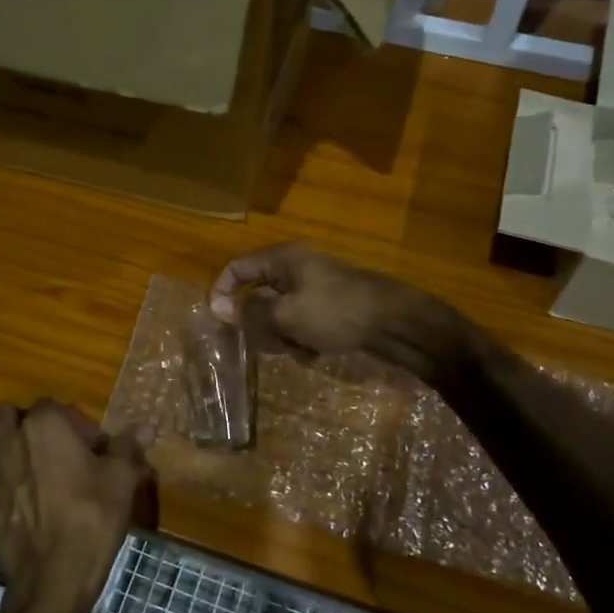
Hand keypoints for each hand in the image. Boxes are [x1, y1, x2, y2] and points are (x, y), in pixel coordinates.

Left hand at [0, 401, 154, 612]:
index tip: (91, 453)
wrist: (51, 578)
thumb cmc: (91, 519)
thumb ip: (128, 446)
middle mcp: (7, 436)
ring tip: (24, 469)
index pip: (56, 407)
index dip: (75, 427)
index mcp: (45, 422)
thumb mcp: (121, 480)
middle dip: (29, 428)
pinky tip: (0, 492)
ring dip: (0, 445)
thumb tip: (147, 424)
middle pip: (11, 416)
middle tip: (55, 456)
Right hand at [209, 242, 459, 378]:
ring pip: (279, 314)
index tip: (220, 323)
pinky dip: (302, 339)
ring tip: (300, 350)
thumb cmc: (335, 312)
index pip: (236, 269)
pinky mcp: (329, 305)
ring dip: (282, 336)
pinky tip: (315, 353)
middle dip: (260, 325)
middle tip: (270, 344)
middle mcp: (295, 267)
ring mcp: (314, 286)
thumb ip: (251, 313)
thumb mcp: (286, 315)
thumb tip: (222, 310)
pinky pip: (300, 322)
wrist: (394, 322)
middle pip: (257, 296)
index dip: (221, 293)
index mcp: (281, 259)